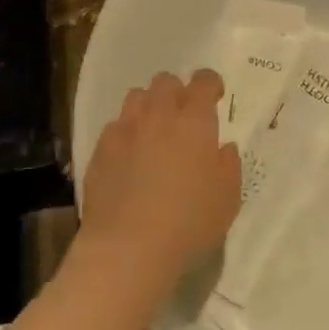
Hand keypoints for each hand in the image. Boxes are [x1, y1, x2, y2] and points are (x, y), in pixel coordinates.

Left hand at [82, 69, 240, 280]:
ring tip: (155, 131)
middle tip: (185, 116)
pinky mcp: (100, 151)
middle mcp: (157, 116)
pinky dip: (127, 133)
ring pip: (136, 98)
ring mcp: (124, 131)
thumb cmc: (189, 222)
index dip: (211, 83)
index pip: (203, 82)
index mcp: (194, 122)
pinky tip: (130, 158)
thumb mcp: (227, 198)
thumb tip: (222, 148)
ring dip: (149, 106)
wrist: (129, 247)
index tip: (215, 96)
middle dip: (178, 92)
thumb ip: (228, 165)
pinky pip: (115, 127)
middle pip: (165, 82)